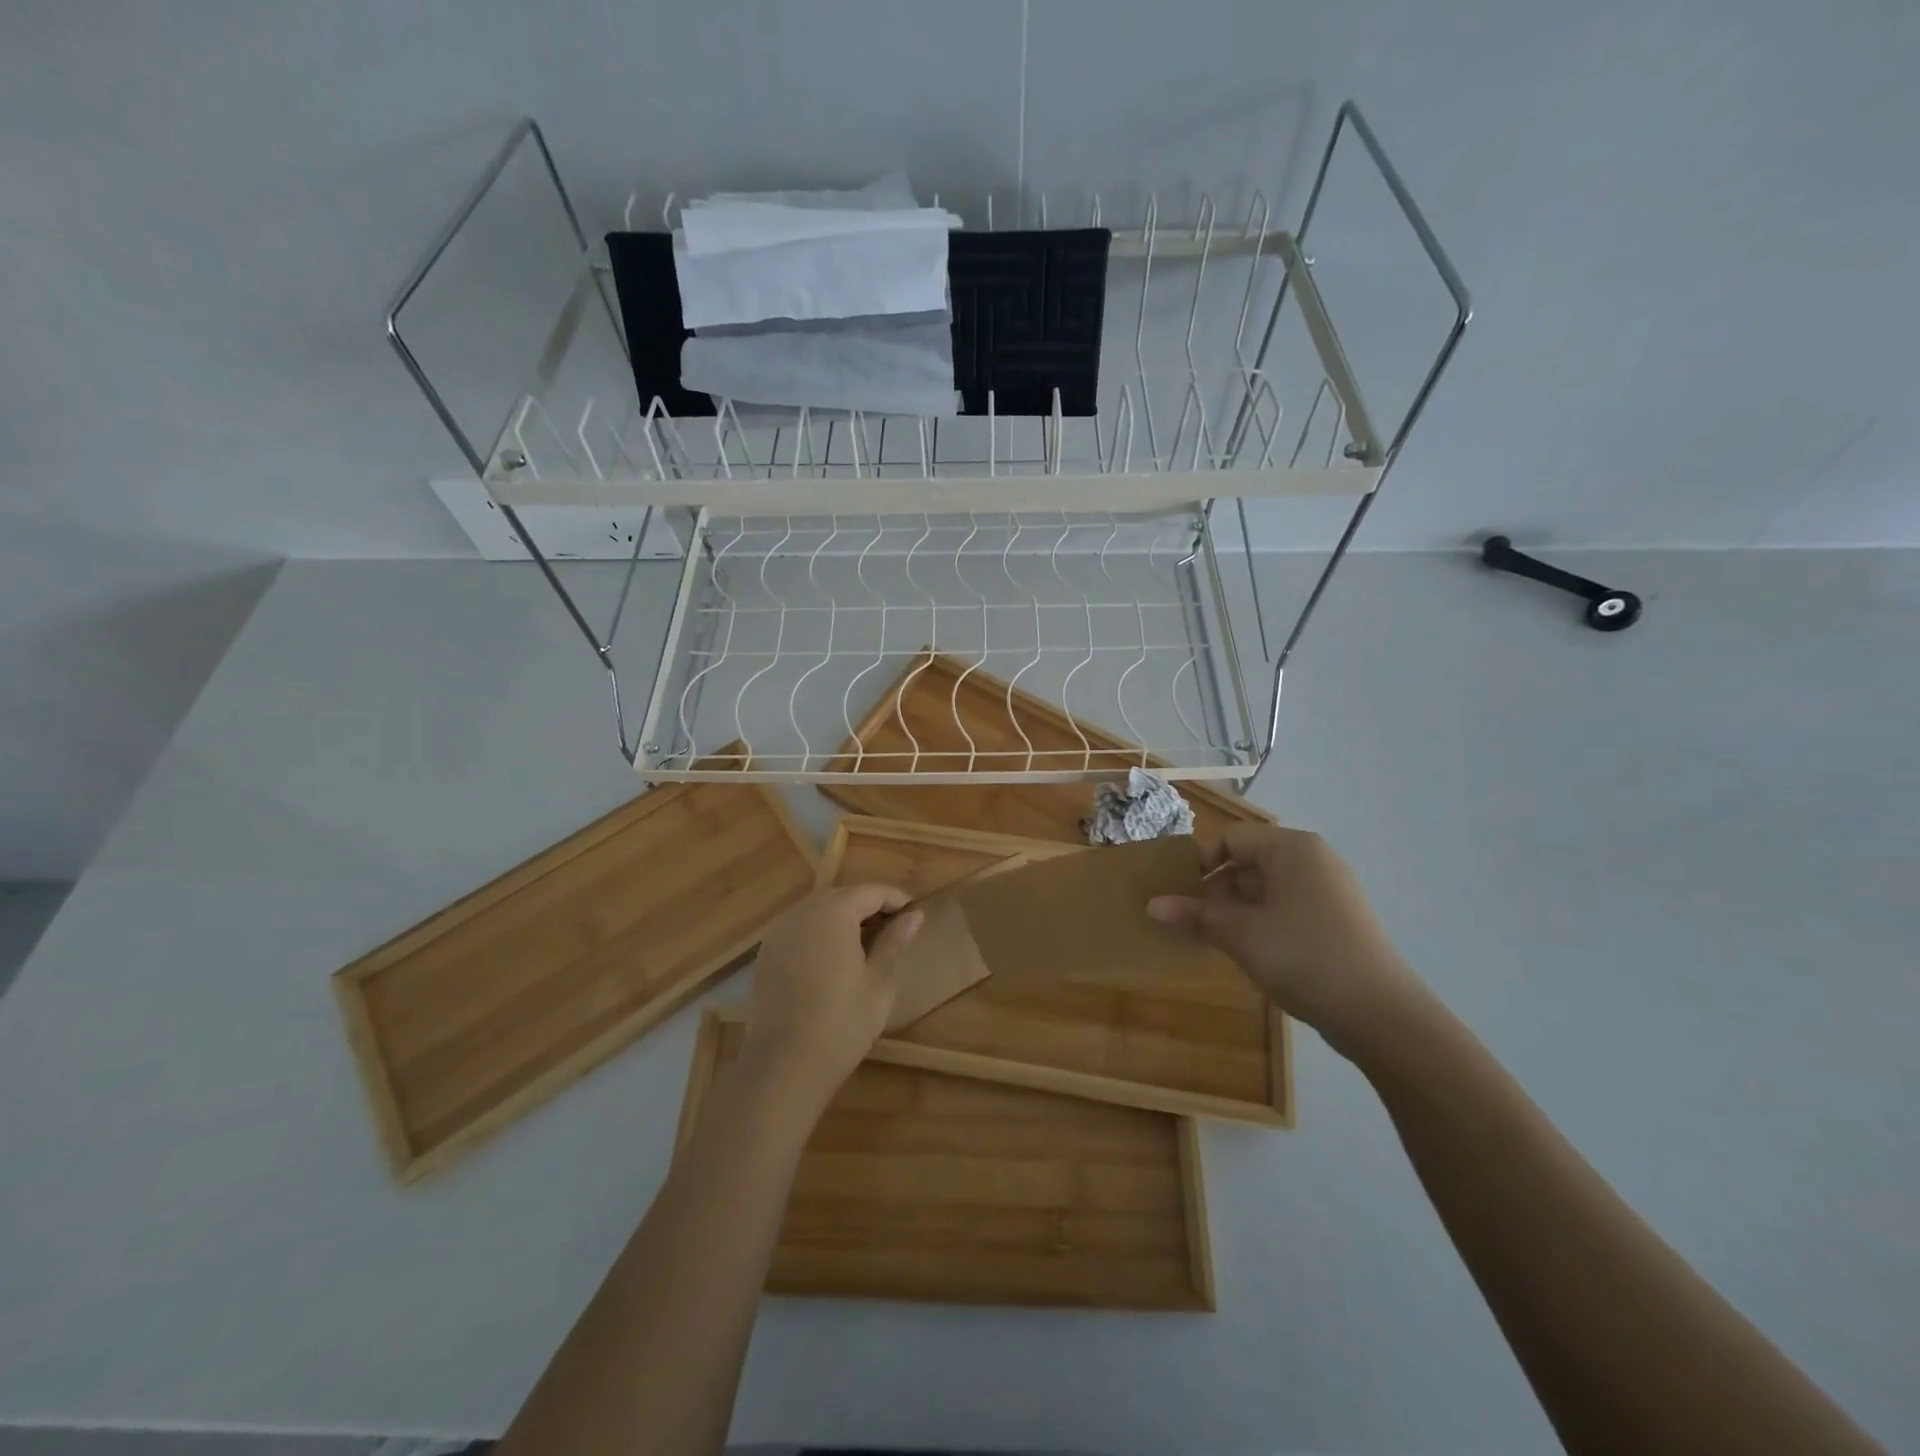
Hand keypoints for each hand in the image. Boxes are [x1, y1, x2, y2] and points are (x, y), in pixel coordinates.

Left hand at [739, 884, 923, 1112]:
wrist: (783, 1066)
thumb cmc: (842, 1022)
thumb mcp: (880, 981)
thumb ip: (895, 941)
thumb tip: (914, 915)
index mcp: (833, 912)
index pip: (871, 891)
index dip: (896, 899)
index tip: (915, 915)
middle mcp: (802, 913)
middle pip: (842, 897)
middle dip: (869, 908)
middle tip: (894, 931)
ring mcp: (779, 933)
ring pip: (818, 912)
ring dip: (843, 920)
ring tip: (866, 946)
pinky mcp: (766, 955)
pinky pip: (800, 931)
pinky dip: (820, 935)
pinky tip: (833, 962)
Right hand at [1147, 824, 1429, 1059]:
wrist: (1381, 1014)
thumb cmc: (1303, 956)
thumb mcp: (1240, 934)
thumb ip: (1194, 915)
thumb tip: (1152, 905)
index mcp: (1292, 848)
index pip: (1231, 838)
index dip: (1201, 863)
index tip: (1181, 896)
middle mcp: (1313, 860)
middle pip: (1248, 861)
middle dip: (1216, 890)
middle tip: (1193, 922)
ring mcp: (1329, 891)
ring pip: (1266, 888)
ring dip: (1235, 909)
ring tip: (1215, 940)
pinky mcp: (1336, 920)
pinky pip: (1286, 907)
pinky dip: (1261, 922)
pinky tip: (1249, 951)